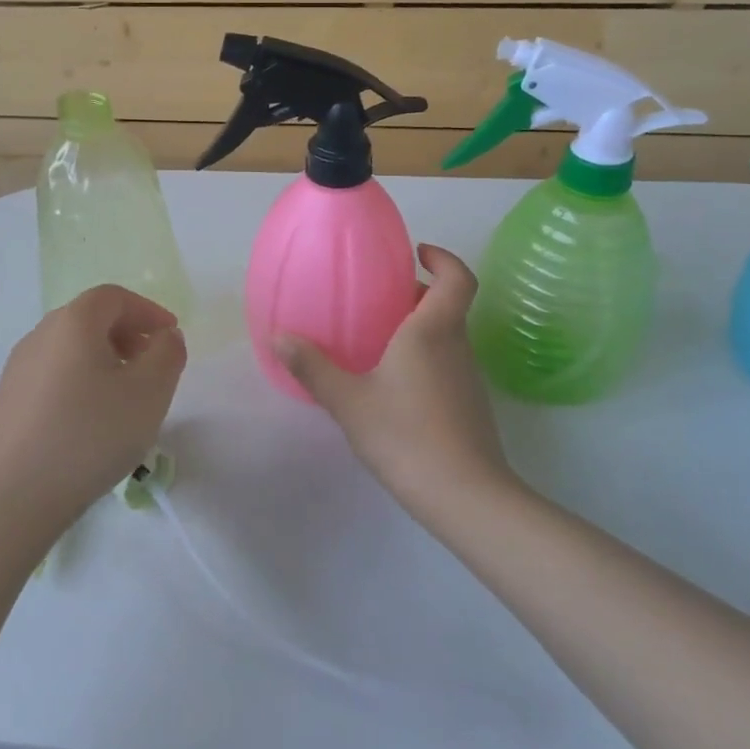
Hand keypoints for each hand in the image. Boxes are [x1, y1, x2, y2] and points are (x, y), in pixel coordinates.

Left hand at [0, 285, 186, 540]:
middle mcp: (40, 336)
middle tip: (152, 367)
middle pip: (90, 320)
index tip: (171, 337)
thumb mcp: (149, 393)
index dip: (148, 311)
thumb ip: (168, 354)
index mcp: (74, 322)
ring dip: (104, 362)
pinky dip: (80, 385)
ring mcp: (17, 370)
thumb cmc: (88, 435)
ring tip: (125, 401)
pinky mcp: (6, 404)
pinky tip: (89, 426)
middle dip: (127, 336)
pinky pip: (53, 378)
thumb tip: (164, 336)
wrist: (8, 498)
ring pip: (70, 351)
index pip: (115, 297)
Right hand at [276, 244, 511, 521]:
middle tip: (379, 297)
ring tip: (377, 339)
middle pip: (448, 305)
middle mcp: (457, 346)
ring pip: (447, 336)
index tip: (417, 252)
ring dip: (419, 327)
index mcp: (432, 331)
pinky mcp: (469, 405)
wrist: (464, 496)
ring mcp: (468, 377)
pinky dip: (423, 358)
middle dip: (418, 294)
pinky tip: (393, 384)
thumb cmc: (406, 435)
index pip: (457, 278)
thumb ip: (313, 368)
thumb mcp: (349, 401)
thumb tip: (279, 337)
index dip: (443, 258)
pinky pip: (446, 364)